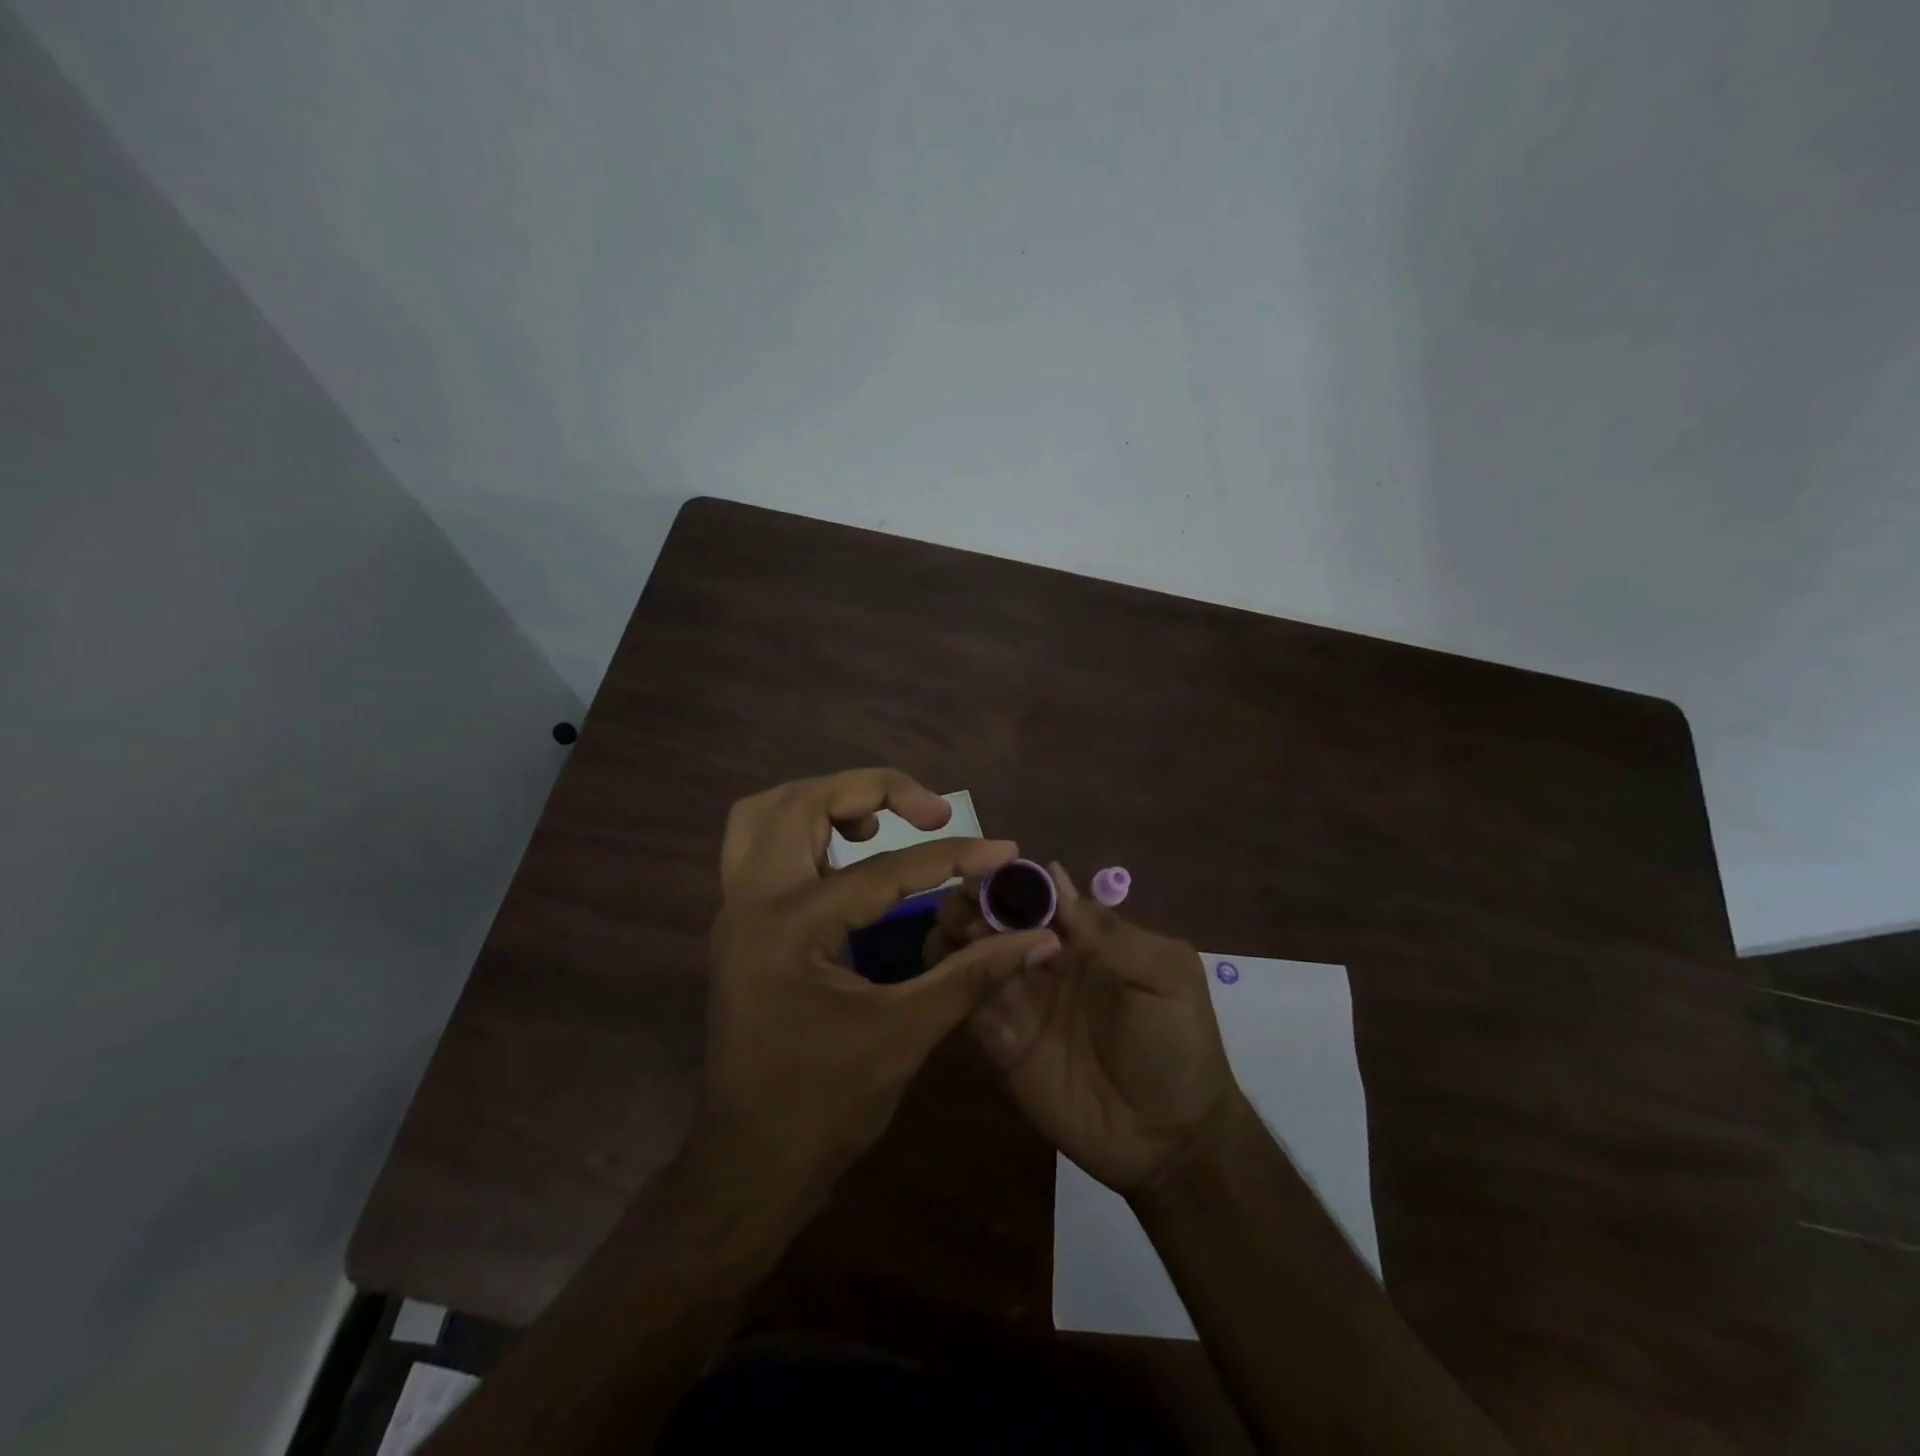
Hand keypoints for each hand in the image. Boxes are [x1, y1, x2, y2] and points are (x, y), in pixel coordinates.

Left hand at [700, 770, 1061, 1210]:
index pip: (884, 870)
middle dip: (871, 789)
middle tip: (930, 810)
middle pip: (802, 802)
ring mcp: (734, 909)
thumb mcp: (906, 1034)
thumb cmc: (824, 1106)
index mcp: (789, 926)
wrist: (749, 1164)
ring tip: (880, 822)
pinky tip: (846, 854)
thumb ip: (973, 974)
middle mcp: (750, 901)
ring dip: (826, 800)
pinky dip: (803, 828)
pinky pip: (759, 844)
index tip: (1004, 849)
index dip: (953, 857)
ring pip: (768, 813)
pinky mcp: (738, 924)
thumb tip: (1038, 938)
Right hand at [928, 862, 1236, 1193]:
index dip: (1008, 878)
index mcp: (1082, 938)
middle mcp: (1043, 961)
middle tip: (965, 904)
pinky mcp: (1000, 1042)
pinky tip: (950, 969)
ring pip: (972, 954)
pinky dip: (953, 980)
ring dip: (957, 935)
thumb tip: (1053, 875)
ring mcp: (1020, 1001)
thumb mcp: (1164, 975)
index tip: (982, 869)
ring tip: (959, 934)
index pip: (1036, 894)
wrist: (1170, 1141)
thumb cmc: (1177, 1045)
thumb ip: (1110, 931)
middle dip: (974, 902)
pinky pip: (967, 1003)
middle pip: (995, 918)